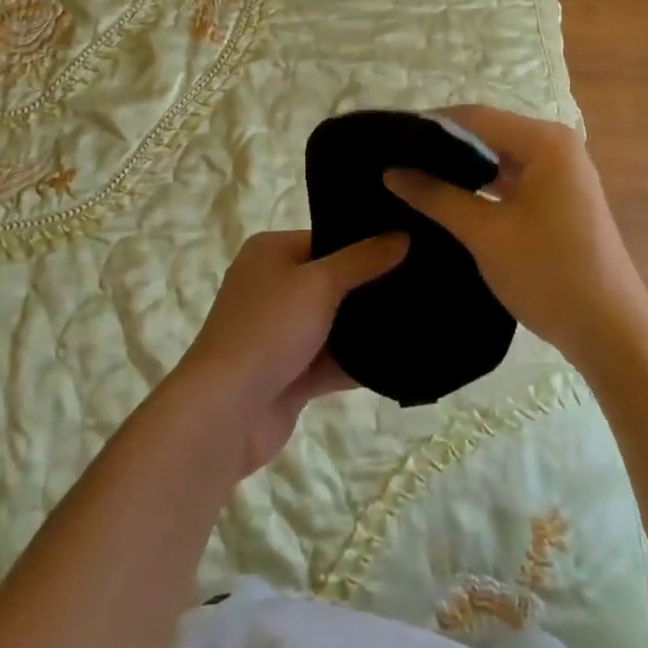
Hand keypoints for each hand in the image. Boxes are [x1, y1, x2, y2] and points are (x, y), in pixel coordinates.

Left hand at [171, 230, 407, 475]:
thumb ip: (363, 260)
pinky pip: (332, 361)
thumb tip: (402, 234)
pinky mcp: (290, 374)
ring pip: (333, 324)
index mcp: (270, 252)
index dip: (363, 242)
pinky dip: (358, 362)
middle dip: (370, 286)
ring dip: (367, 327)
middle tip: (422, 283)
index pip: (325, 239)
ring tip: (422, 318)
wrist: (225, 413)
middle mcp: (273, 287)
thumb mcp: (320, 283)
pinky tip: (402, 359)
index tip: (408, 246)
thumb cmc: (269, 329)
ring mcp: (280, 333)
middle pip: (331, 280)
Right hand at [385, 105, 647, 368]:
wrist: (611, 333)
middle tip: (397, 160)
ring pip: (500, 156)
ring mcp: (562, 172)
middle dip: (444, 146)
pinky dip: (484, 184)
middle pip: (488, 132)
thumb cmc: (549, 274)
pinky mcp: (560, 198)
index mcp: (545, 141)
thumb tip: (391, 171)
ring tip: (415, 177)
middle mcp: (557, 146)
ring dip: (464, 167)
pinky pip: (513, 177)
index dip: (430, 125)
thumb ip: (436, 196)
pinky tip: (452, 197)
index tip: (389, 139)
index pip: (475, 117)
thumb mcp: (485, 233)